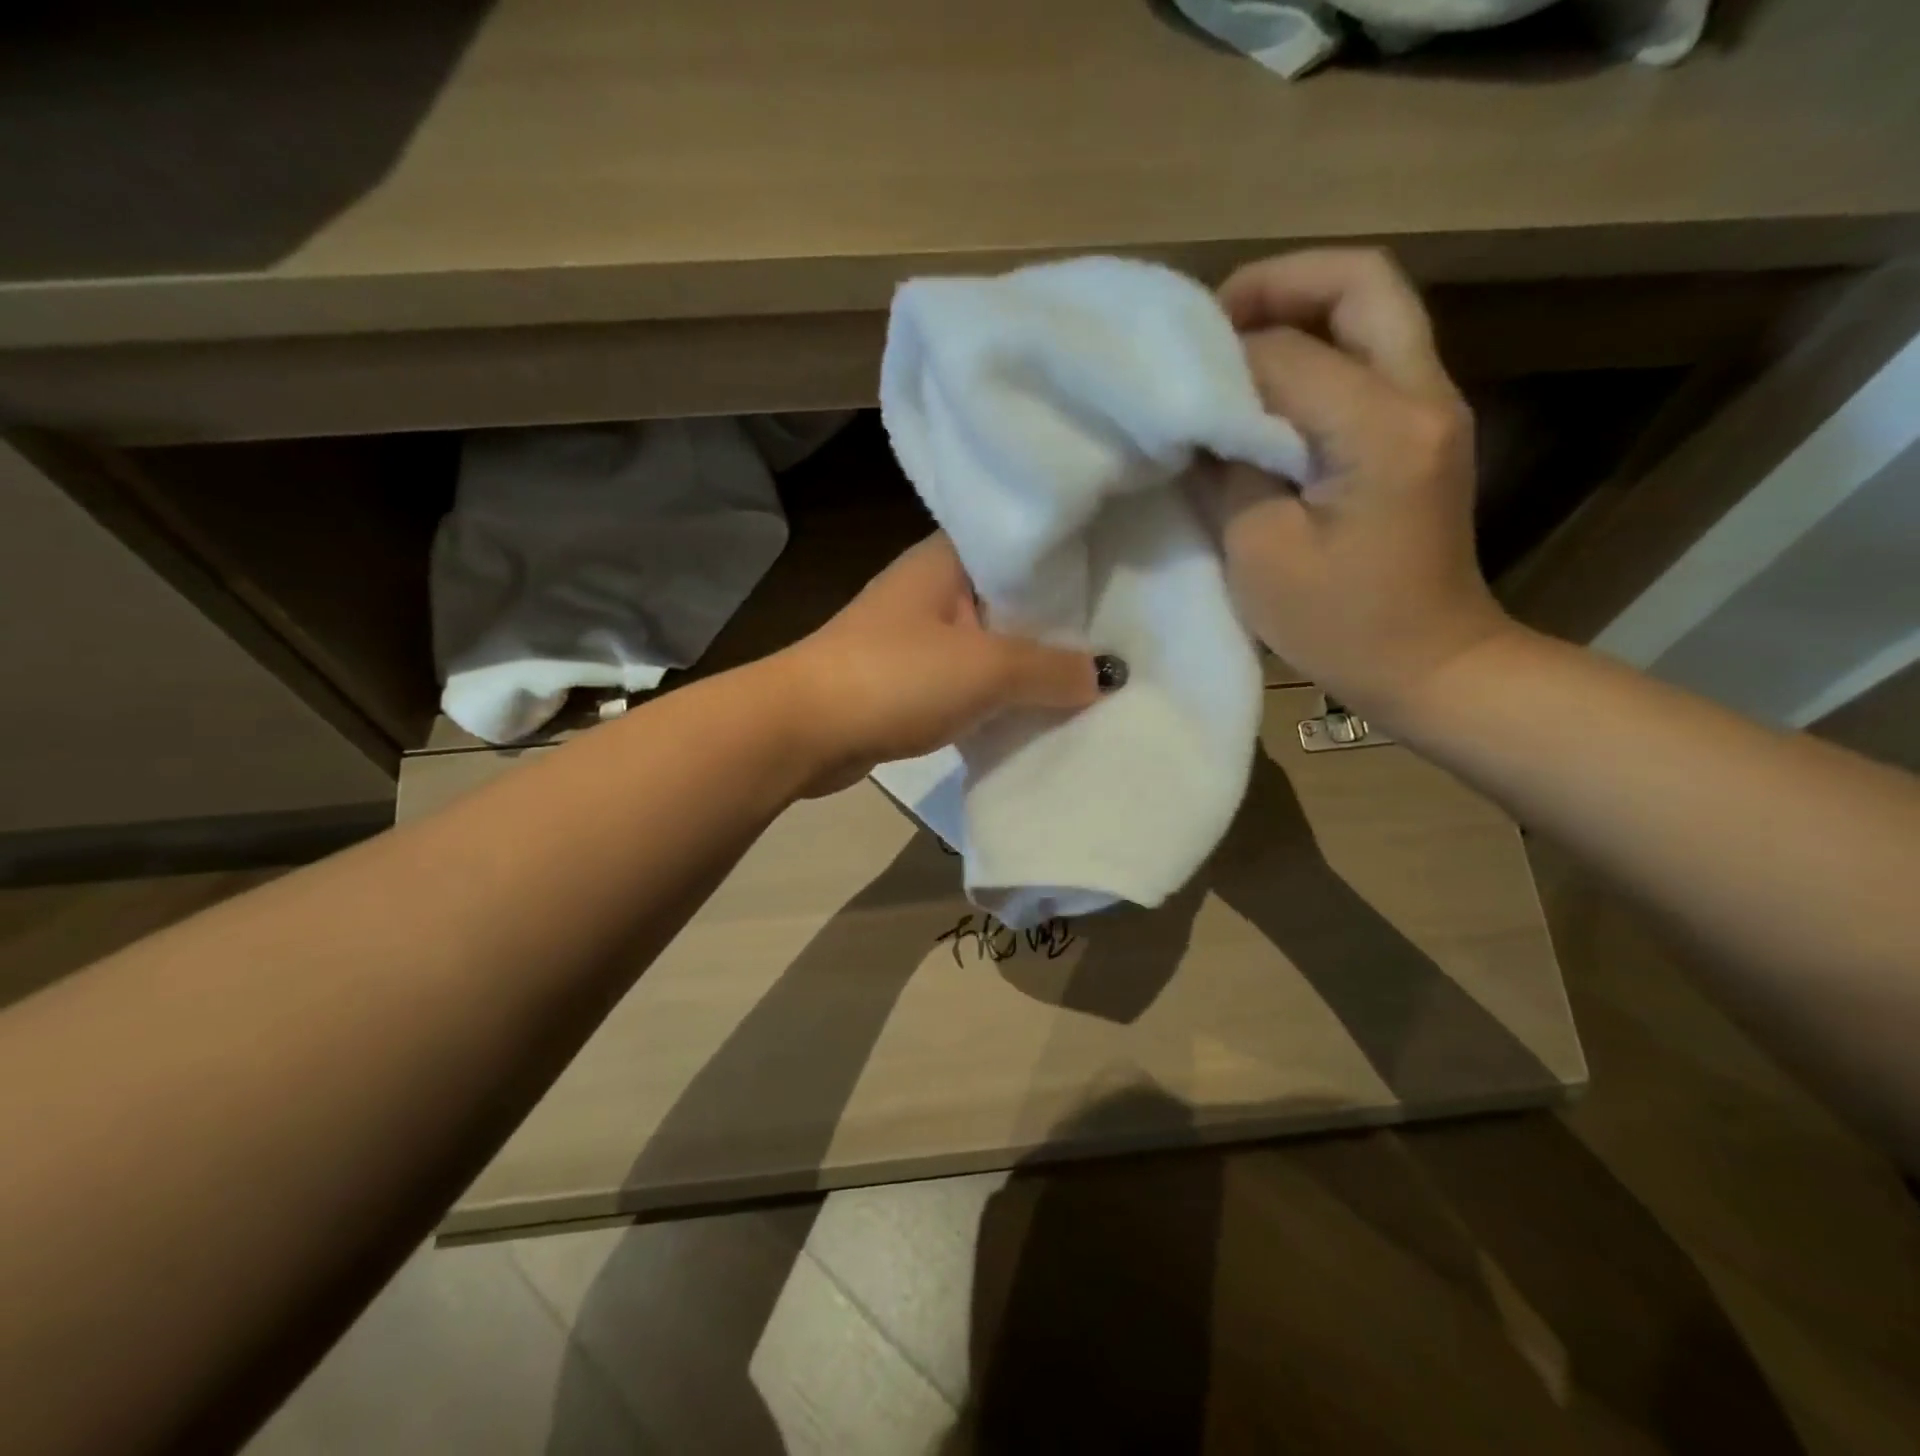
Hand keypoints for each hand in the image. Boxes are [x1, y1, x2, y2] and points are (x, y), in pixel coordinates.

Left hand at [776, 534, 1101, 794]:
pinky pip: (966, 678)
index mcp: (946, 558)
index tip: (1121, 581)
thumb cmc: (896, 677)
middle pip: (1010, 598)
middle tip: (1120, 637)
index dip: (1071, 563)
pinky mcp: (905, 678)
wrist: (804, 730)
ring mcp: (915, 633)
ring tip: (1088, 677)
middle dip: (1057, 623)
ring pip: (989, 642)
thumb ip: (1052, 668)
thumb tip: (1108, 675)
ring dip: (1026, 663)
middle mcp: (931, 586)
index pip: (1022, 546)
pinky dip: (996, 693)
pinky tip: (1033, 709)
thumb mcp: (987, 668)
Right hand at [1192, 249, 1513, 721]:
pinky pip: (1373, 354)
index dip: (1221, 356)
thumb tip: (1206, 415)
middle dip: (1279, 285)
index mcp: (1382, 431)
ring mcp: (1433, 406)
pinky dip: (1317, 351)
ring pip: (1373, 309)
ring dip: (1299, 312)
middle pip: (1361, 283)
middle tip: (1212, 324)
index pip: (1289, 352)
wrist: (1429, 664)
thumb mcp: (1259, 553)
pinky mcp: (1424, 427)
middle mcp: (1423, 395)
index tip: (1169, 377)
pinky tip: (1267, 393)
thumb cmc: (1338, 625)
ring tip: (1232, 352)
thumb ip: (1229, 468)